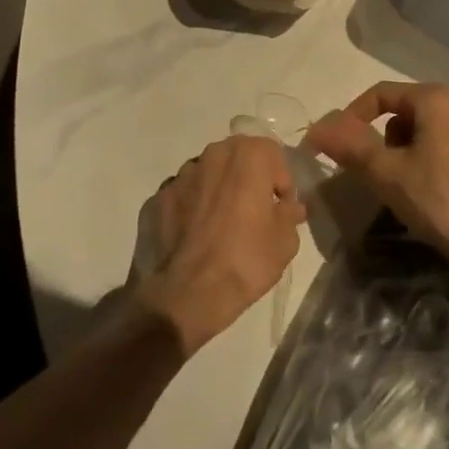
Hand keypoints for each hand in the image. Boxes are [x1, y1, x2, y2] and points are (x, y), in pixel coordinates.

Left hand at [135, 134, 305, 355]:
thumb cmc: (245, 260)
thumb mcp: (285, 242)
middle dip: (249, 179)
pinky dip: (193, 207)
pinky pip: (185, 195)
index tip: (281, 208)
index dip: (281, 181)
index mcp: (247, 155)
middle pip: (238, 157)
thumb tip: (288, 206)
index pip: (273, 154)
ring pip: (209, 174)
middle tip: (255, 213)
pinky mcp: (159, 197)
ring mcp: (181, 174)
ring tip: (222, 226)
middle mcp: (213, 154)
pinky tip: (196, 236)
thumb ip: (290, 214)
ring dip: (219, 190)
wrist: (187, 294)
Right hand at [305, 81, 448, 283]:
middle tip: (376, 172)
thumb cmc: (441, 201)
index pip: (381, 94)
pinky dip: (429, 160)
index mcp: (436, 99)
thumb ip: (351, 146)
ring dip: (406, 151)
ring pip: (425, 130)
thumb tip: (318, 128)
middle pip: (404, 111)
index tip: (338, 145)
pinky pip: (446, 145)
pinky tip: (429, 193)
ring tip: (403, 187)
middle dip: (384, 138)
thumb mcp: (388, 174)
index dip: (353, 116)